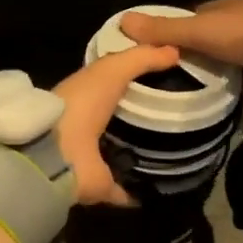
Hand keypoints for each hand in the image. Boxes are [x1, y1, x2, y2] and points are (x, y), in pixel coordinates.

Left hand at [51, 43, 180, 206]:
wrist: (57, 153)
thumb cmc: (81, 104)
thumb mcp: (111, 70)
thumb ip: (141, 58)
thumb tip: (176, 51)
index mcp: (88, 98)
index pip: (117, 87)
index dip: (141, 82)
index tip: (173, 81)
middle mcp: (90, 128)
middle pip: (123, 121)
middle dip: (147, 118)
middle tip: (185, 116)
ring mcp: (95, 160)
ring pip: (126, 154)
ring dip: (146, 153)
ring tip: (183, 150)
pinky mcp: (103, 187)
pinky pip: (128, 191)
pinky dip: (142, 191)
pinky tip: (168, 187)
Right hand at [119, 0, 242, 69]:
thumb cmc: (242, 33)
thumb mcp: (198, 32)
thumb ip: (164, 30)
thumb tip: (122, 20)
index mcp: (219, 7)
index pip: (191, 19)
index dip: (176, 35)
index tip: (164, 57)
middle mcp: (240, 16)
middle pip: (213, 37)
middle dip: (201, 55)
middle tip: (186, 81)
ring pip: (236, 53)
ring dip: (226, 69)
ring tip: (211, 94)